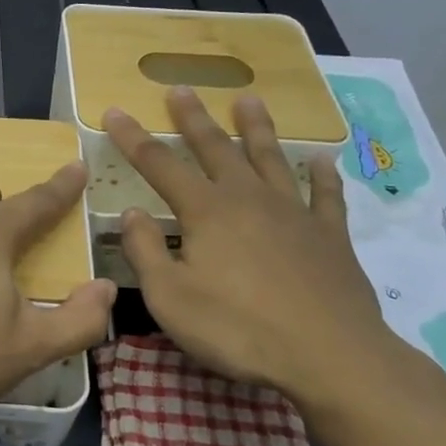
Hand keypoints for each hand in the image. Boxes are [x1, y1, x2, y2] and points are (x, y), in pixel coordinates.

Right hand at [103, 87, 392, 408]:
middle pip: (216, 148)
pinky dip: (323, 175)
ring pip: (270, 158)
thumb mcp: (169, 297)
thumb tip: (132, 212)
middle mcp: (248, 198)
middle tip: (181, 89)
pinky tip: (323, 160)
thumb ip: (145, 251)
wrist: (329, 356)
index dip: (132, 137)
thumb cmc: (237, 328)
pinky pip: (326, 195)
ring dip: (256, 128)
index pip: (159, 164)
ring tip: (249, 99)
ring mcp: (294, 213)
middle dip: (193, 118)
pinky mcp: (330, 235)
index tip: (114, 110)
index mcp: (205, 211)